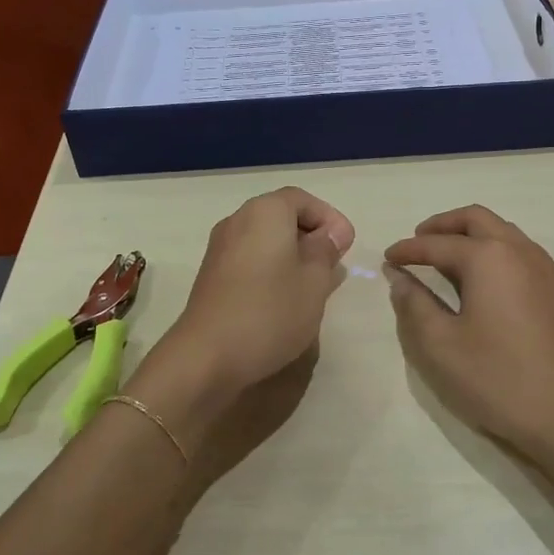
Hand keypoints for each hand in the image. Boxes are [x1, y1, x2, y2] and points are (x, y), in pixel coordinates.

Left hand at [131, 188, 353, 483]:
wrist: (207, 355)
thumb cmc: (270, 311)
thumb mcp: (314, 282)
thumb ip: (325, 252)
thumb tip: (330, 235)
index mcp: (265, 212)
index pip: (302, 200)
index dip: (329, 218)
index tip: (346, 246)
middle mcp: (238, 220)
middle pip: (281, 216)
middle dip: (310, 236)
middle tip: (333, 265)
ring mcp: (220, 247)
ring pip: (264, 238)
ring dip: (291, 254)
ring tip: (312, 285)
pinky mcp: (211, 274)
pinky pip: (249, 257)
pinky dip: (270, 267)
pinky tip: (283, 298)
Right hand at [385, 205, 553, 472]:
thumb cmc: (499, 378)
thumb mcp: (440, 345)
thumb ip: (413, 304)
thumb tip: (399, 276)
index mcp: (488, 257)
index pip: (437, 244)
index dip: (407, 250)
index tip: (387, 258)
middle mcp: (519, 251)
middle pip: (476, 219)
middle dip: (443, 225)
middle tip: (418, 241)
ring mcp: (545, 270)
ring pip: (502, 232)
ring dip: (471, 235)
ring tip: (446, 258)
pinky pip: (519, 252)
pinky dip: (493, 251)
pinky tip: (482, 281)